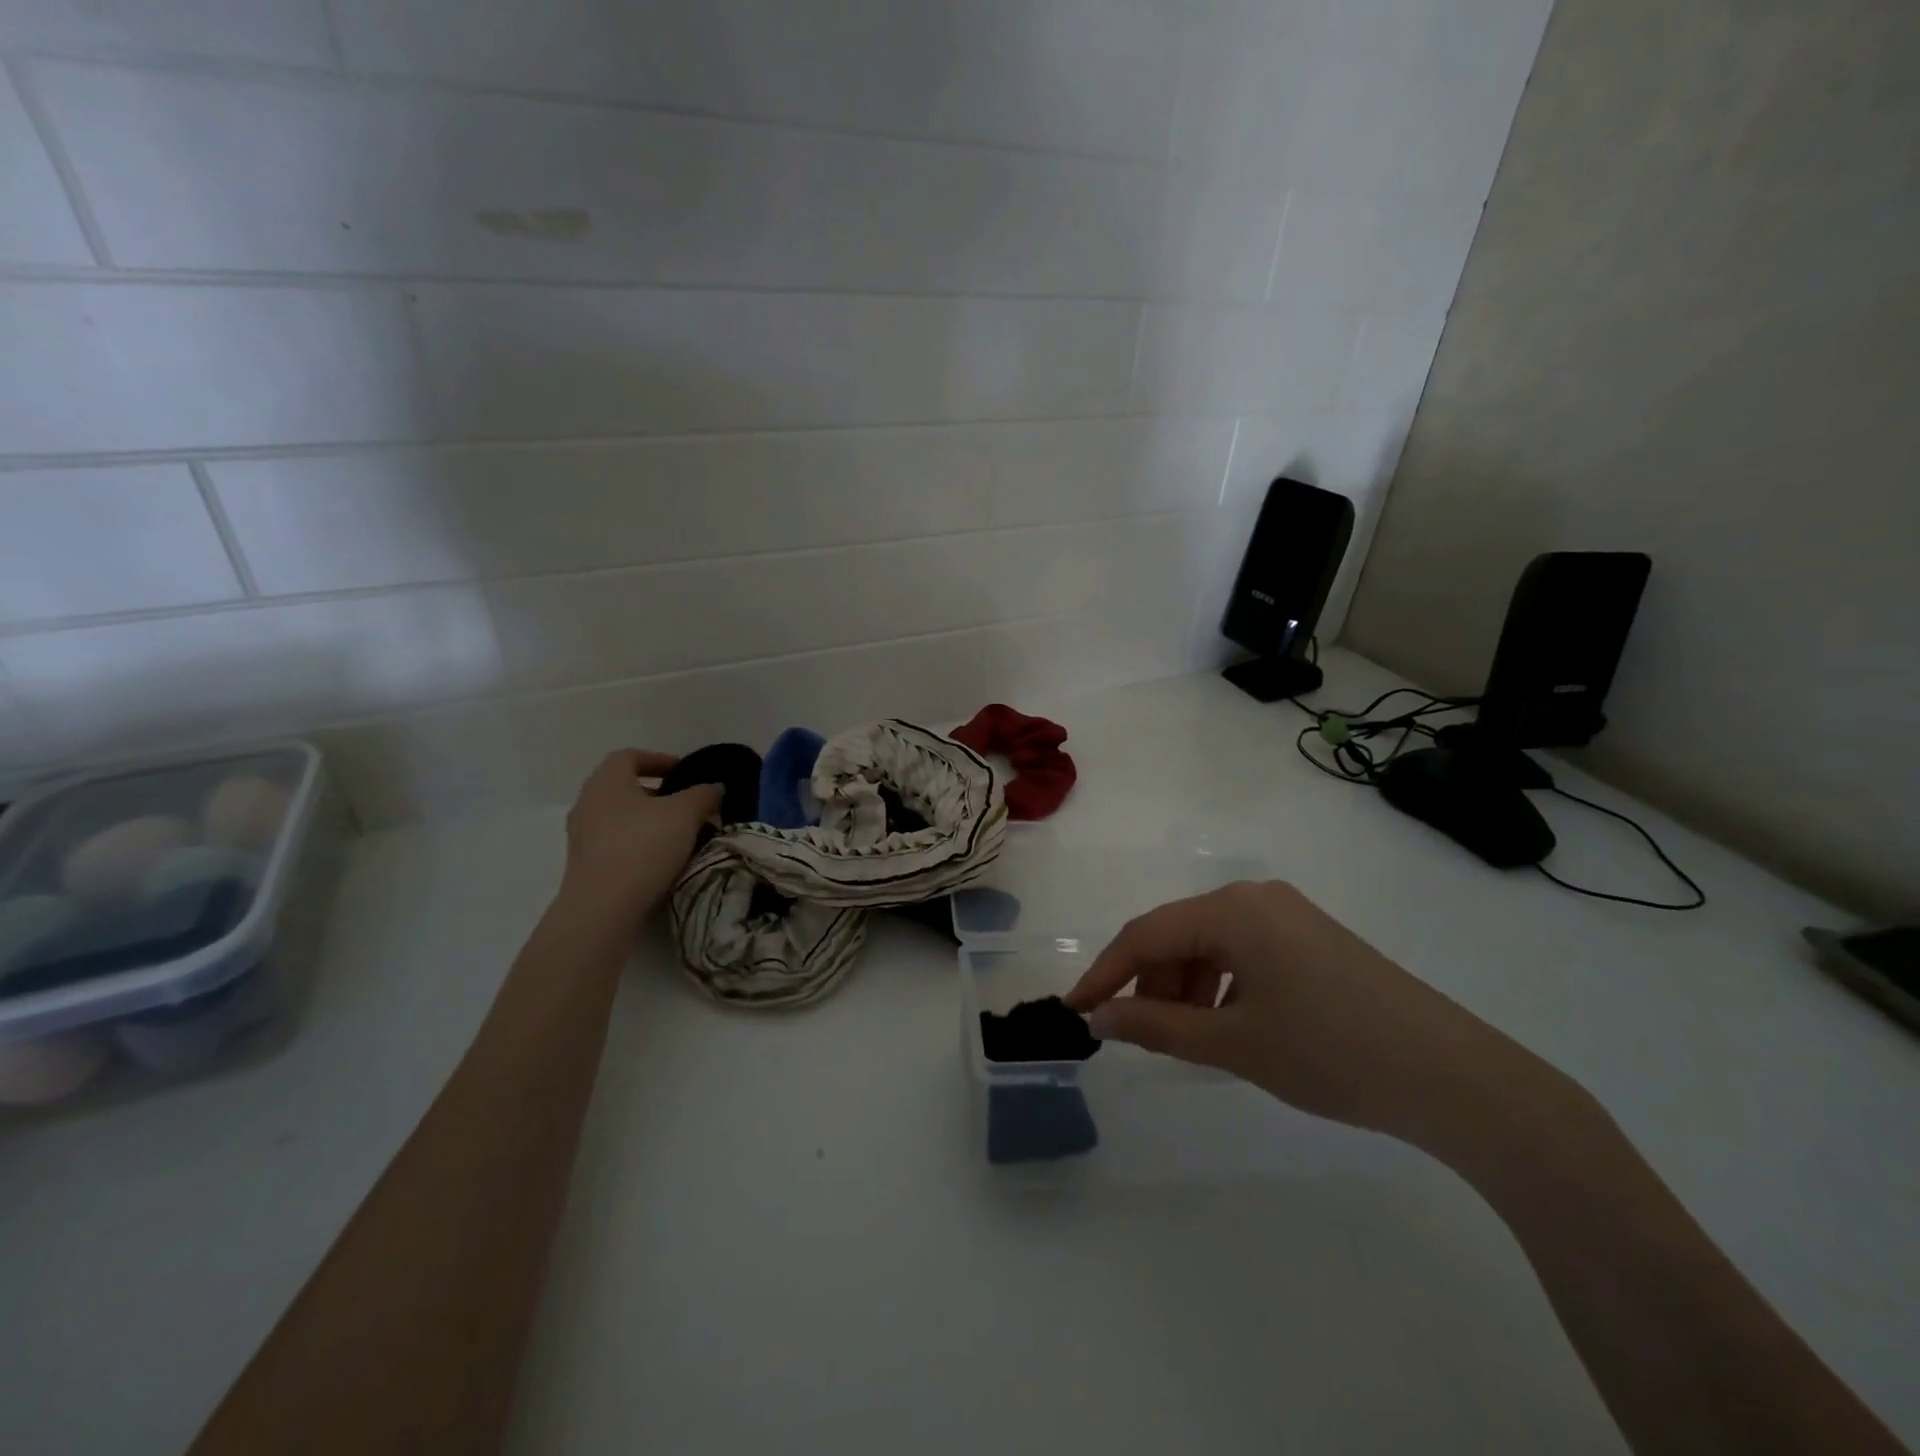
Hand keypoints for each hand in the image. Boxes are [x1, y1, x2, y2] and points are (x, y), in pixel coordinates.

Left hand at [560, 750, 722, 928]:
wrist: (603, 906)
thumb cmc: (644, 846)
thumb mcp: (686, 814)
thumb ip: (704, 794)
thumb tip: (715, 788)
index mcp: (607, 781)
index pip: (630, 756)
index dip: (659, 760)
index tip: (685, 773)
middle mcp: (588, 802)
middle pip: (625, 788)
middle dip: (659, 794)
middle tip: (689, 805)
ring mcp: (583, 836)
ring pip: (622, 817)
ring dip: (651, 821)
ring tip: (682, 835)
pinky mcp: (586, 864)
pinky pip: (617, 842)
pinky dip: (640, 843)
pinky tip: (663, 859)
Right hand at [1063, 880, 1537, 1143]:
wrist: (1454, 1078)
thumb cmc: (1330, 1053)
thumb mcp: (1234, 1043)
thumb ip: (1156, 1026)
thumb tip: (1099, 1018)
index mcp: (1233, 909)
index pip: (1145, 934)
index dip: (1104, 973)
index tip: (1075, 1011)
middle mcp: (1256, 897)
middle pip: (1178, 935)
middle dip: (1149, 983)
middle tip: (1136, 1036)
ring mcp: (1287, 915)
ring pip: (1210, 945)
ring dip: (1185, 987)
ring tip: (1187, 1039)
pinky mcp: (1311, 939)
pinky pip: (1244, 953)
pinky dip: (1221, 986)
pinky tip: (1228, 1026)